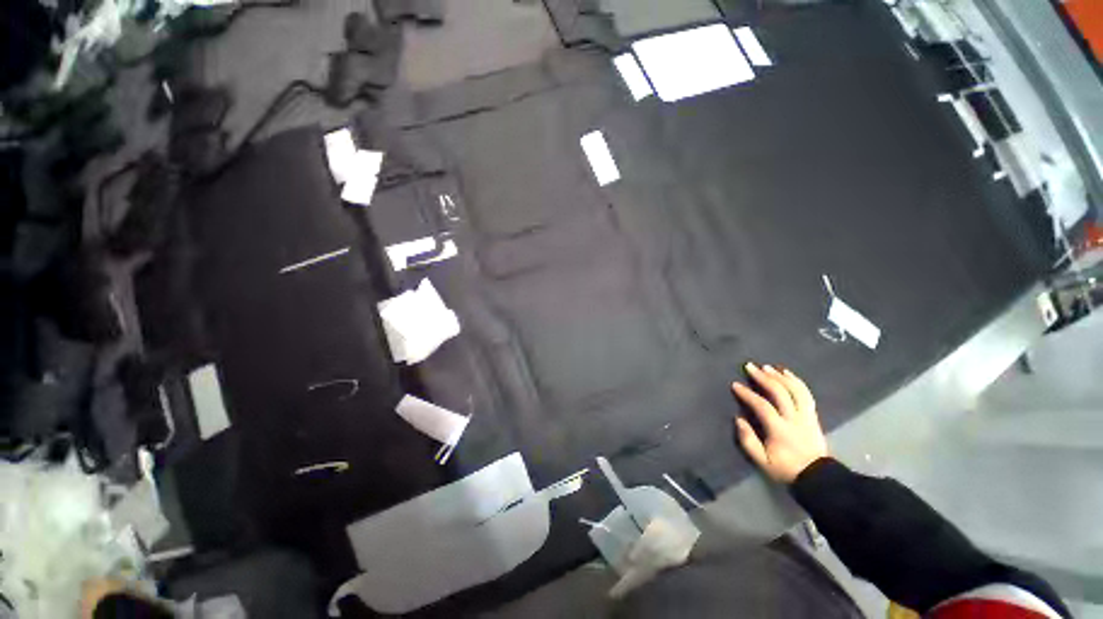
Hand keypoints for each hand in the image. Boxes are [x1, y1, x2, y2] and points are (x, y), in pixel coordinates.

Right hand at [732, 363, 828, 483]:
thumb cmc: (785, 469)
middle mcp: (794, 419)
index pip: (762, 406)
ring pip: (795, 390)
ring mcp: (806, 416)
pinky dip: (796, 381)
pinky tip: (787, 373)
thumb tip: (738, 419)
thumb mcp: (761, 461)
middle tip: (750, 366)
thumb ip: (748, 440)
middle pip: (780, 393)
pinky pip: (806, 394)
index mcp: (779, 430)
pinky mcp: (813, 416)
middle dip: (764, 378)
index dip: (748, 394)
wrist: (818, 478)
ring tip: (767, 367)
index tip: (735, 385)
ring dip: (780, 376)